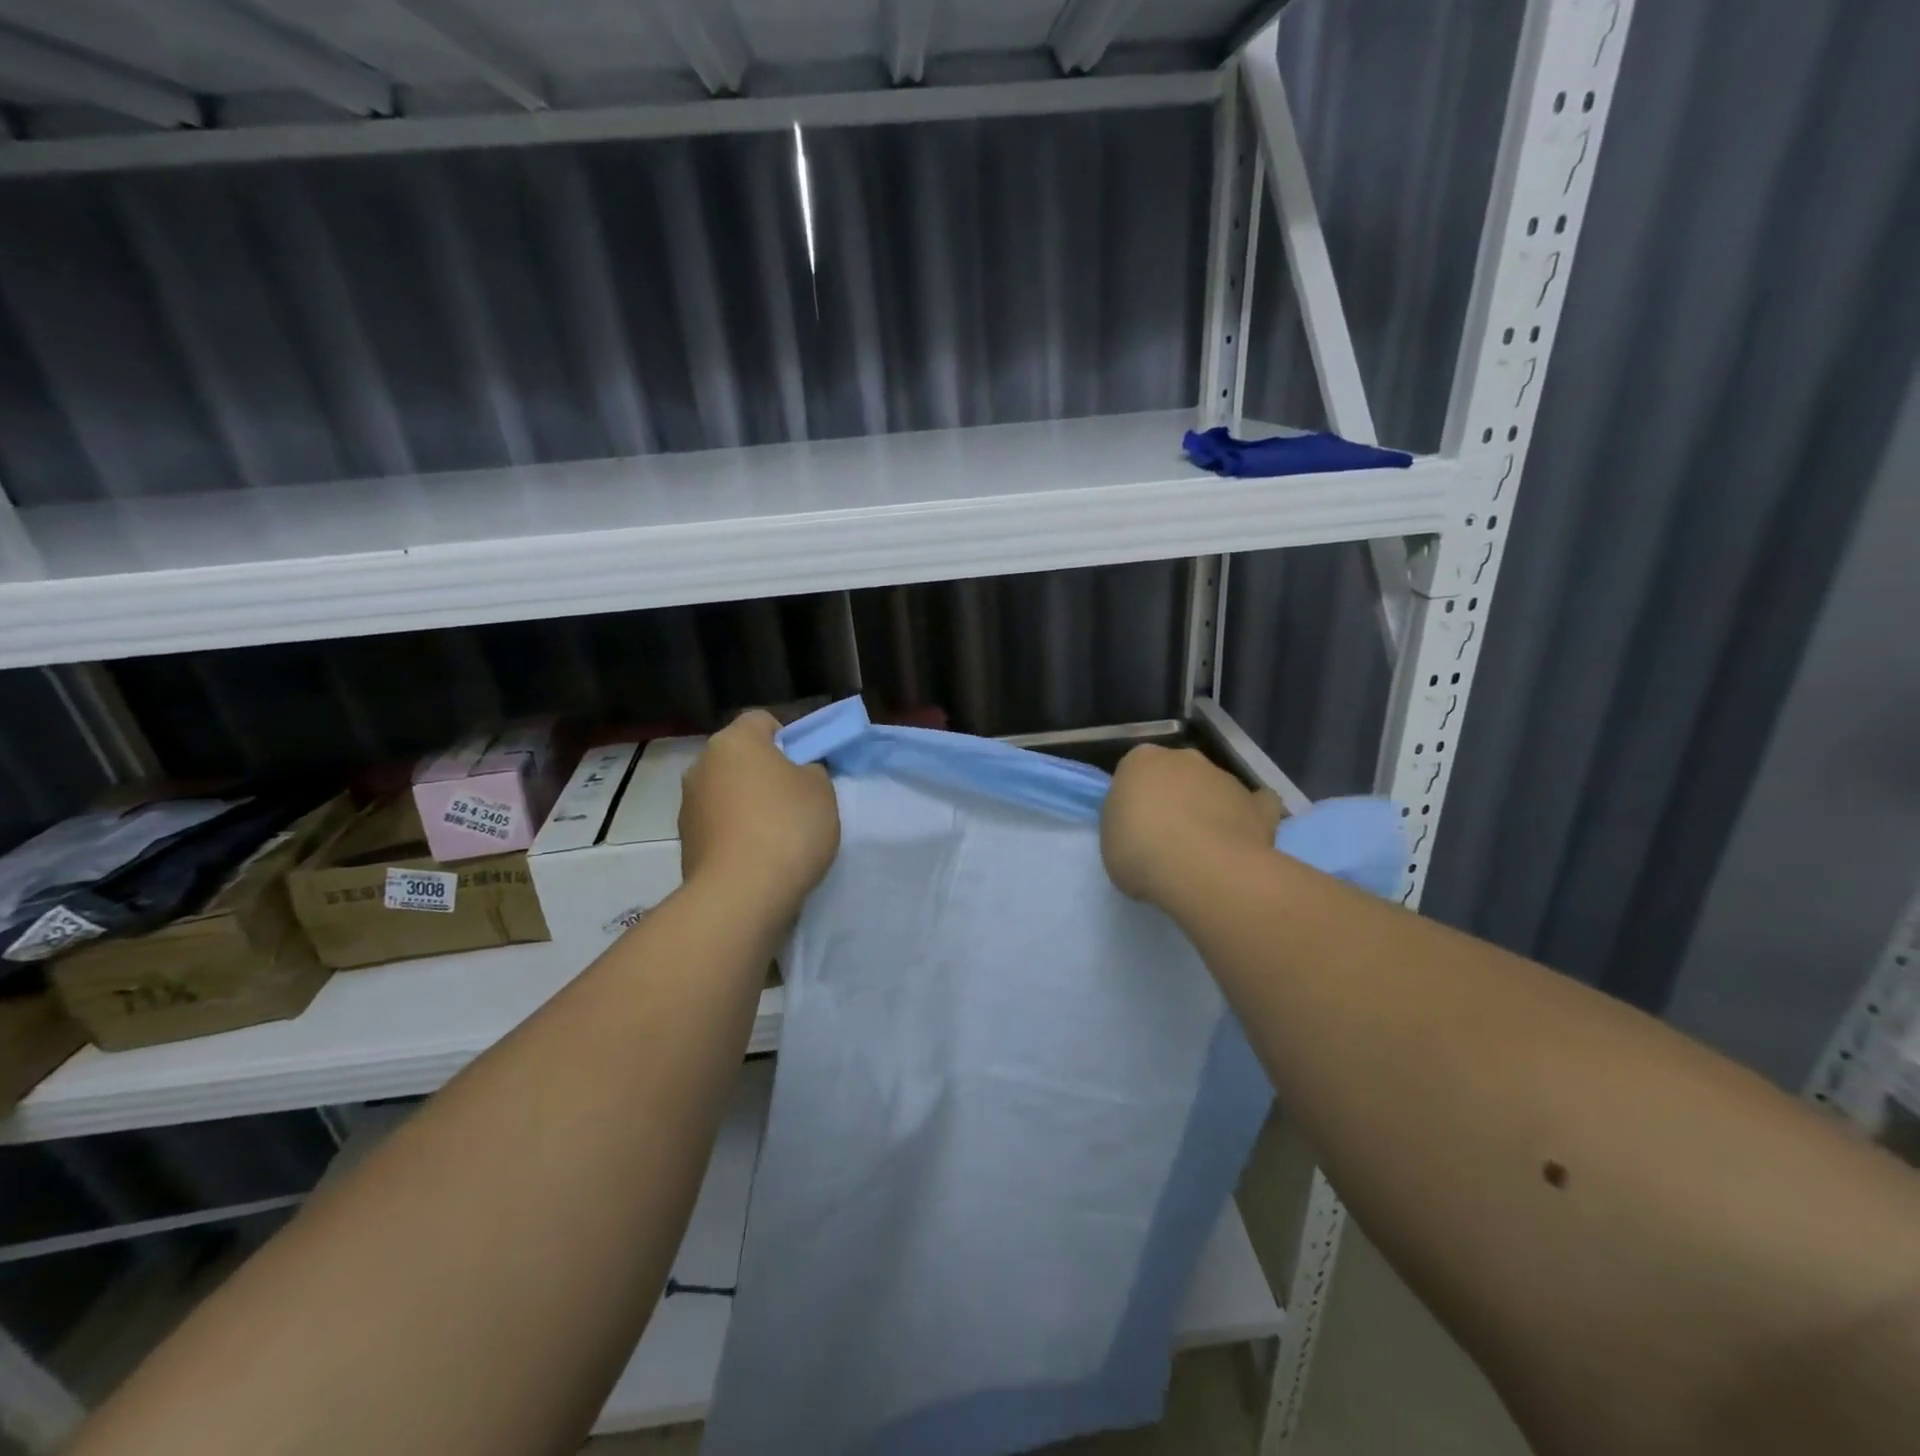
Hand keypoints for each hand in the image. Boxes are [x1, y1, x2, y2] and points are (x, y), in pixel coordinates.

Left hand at [679, 710, 839, 910]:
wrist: (742, 894)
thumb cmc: (787, 827)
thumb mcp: (821, 789)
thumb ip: (810, 771)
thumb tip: (795, 775)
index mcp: (734, 741)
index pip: (762, 721)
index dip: (788, 738)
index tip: (806, 766)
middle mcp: (701, 765)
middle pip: (740, 758)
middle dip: (764, 773)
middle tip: (795, 799)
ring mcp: (688, 806)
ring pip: (727, 793)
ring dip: (747, 805)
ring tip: (777, 836)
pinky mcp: (686, 843)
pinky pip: (719, 826)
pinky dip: (736, 834)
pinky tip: (759, 858)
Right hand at [1101, 745, 1283, 905]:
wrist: (1203, 869)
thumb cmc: (1141, 852)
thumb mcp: (1109, 843)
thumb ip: (1125, 825)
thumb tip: (1141, 828)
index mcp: (1141, 761)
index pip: (1134, 773)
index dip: (1134, 800)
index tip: (1134, 827)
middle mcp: (1184, 758)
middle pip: (1176, 774)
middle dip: (1174, 797)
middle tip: (1166, 836)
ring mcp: (1225, 778)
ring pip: (1213, 789)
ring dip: (1209, 809)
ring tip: (1204, 851)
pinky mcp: (1258, 804)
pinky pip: (1256, 806)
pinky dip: (1250, 817)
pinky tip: (1243, 839)